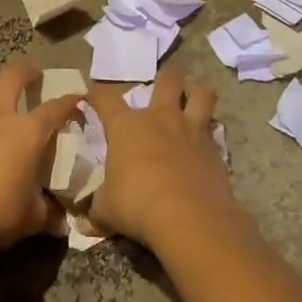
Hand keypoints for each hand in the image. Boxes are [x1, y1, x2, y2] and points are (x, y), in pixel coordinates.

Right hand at [88, 69, 235, 251]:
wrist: (189, 217)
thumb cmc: (137, 204)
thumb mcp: (107, 210)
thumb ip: (98, 209)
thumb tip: (86, 223)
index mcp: (126, 126)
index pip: (106, 98)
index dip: (97, 94)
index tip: (93, 96)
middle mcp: (160, 118)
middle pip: (167, 80)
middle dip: (166, 78)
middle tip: (165, 83)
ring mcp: (191, 130)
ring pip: (201, 94)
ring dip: (199, 92)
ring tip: (197, 96)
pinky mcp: (215, 149)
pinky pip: (214, 130)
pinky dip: (211, 132)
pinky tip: (207, 143)